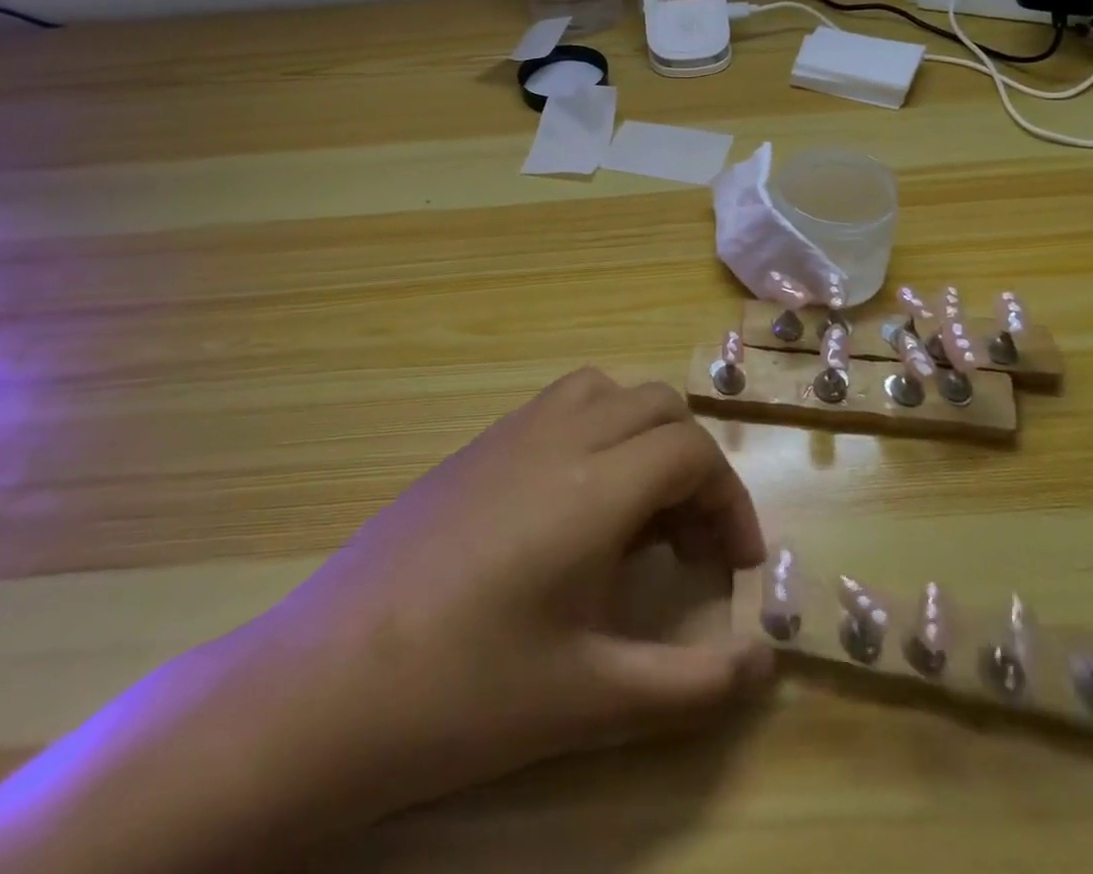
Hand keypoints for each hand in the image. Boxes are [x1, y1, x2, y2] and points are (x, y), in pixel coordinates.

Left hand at [199, 368, 773, 831]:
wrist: (326, 683)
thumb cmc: (465, 694)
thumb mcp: (593, 700)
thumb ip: (695, 684)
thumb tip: (767, 662)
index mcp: (595, 486)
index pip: (692, 453)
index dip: (730, 501)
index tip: (736, 566)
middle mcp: (559, 436)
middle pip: (658, 406)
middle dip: (693, 464)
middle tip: (691, 541)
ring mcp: (511, 432)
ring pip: (605, 390)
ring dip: (642, 434)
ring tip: (637, 511)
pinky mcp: (476, 446)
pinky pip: (559, 406)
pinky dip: (596, 431)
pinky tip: (572, 507)